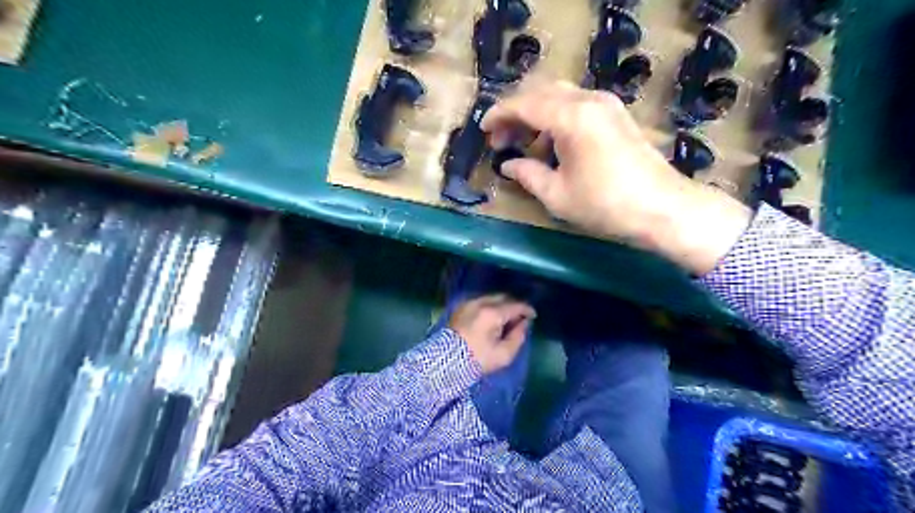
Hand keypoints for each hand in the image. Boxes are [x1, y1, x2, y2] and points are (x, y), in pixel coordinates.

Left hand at [450, 295, 536, 374]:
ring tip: (506, 319)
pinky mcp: (460, 308)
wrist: (445, 362)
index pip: (515, 305)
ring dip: (501, 305)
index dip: (527, 310)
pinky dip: (489, 306)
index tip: (533, 316)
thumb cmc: (477, 360)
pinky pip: (480, 302)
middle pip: (503, 297)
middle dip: (514, 306)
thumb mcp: (503, 355)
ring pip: (491, 298)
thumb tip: (524, 324)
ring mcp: (469, 303)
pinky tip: (492, 318)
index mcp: (493, 313)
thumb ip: (518, 337)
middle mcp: (481, 303)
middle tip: (520, 318)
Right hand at [481, 83, 754, 275]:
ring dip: (536, 115)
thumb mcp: (557, 195)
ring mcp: (606, 105)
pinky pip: (577, 106)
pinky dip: (557, 119)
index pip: (524, 104)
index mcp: (571, 117)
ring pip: (559, 96)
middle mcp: (589, 100)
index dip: (499, 115)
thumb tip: (508, 166)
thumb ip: (527, 174)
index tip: (483, 131)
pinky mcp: (616, 116)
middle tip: (501, 140)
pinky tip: (552, 145)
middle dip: (516, 113)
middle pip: (541, 93)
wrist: (662, 209)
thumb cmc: (605, 205)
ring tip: (523, 145)